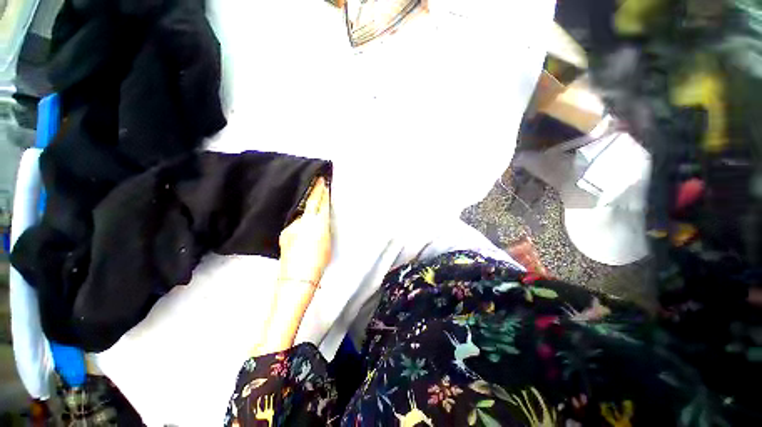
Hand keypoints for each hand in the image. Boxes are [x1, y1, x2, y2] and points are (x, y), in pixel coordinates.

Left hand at [278, 177, 331, 284]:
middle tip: (318, 180)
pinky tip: (302, 230)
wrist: (297, 276)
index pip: (322, 203)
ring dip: (307, 209)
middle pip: (311, 201)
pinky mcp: (285, 232)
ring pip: (302, 213)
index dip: (323, 191)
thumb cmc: (318, 261)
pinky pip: (295, 223)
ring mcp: (293, 226)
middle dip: (315, 189)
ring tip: (311, 210)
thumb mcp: (327, 242)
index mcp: (319, 224)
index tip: (324, 182)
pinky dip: (300, 223)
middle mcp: (305, 222)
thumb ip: (323, 228)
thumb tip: (320, 221)